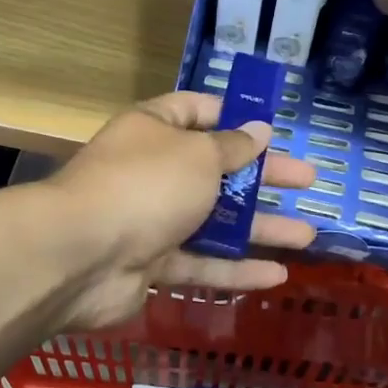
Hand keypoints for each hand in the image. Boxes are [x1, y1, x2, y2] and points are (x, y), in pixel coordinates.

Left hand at [47, 92, 317, 329]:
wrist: (80, 255)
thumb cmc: (146, 185)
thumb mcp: (198, 155)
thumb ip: (231, 147)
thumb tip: (259, 131)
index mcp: (154, 129)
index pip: (196, 111)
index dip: (233, 116)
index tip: (271, 128)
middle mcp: (152, 171)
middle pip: (216, 169)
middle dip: (263, 176)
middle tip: (307, 180)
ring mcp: (150, 220)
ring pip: (214, 222)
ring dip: (259, 228)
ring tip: (308, 234)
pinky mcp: (151, 265)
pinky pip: (200, 264)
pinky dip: (236, 270)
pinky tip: (277, 275)